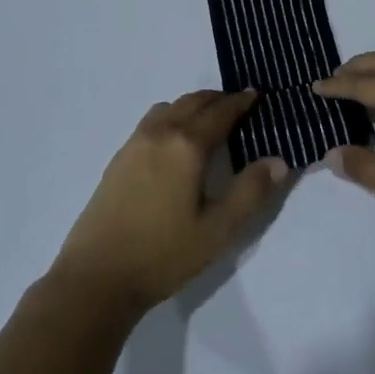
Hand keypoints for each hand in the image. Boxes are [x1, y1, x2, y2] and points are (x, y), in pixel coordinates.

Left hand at [51, 90, 286, 317]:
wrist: (95, 278)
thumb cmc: (163, 254)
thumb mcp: (218, 230)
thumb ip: (251, 192)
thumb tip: (279, 161)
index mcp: (186, 145)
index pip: (220, 112)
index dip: (240, 102)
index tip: (255, 95)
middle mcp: (160, 133)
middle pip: (193, 102)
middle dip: (218, 99)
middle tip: (238, 105)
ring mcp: (135, 143)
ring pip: (170, 107)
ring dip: (193, 105)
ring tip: (208, 120)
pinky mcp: (119, 158)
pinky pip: (152, 121)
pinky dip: (172, 116)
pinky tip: (175, 142)